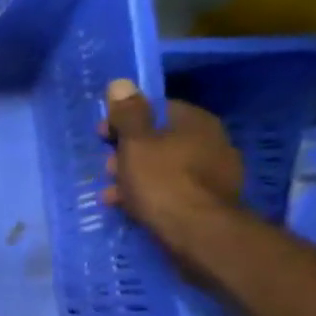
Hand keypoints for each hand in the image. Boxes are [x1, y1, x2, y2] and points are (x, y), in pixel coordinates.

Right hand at [101, 78, 244, 258]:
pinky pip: (172, 189)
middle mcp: (212, 142)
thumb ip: (127, 114)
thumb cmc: (162, 180)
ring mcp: (214, 174)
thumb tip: (121, 82)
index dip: (125, 120)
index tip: (101, 135)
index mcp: (196, 122)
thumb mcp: (136, 143)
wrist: (199, 233)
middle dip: (128, 152)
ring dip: (135, 176)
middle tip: (107, 167)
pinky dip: (150, 194)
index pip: (157, 109)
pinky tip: (131, 207)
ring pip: (163, 167)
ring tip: (112, 193)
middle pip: (159, 139)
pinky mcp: (210, 201)